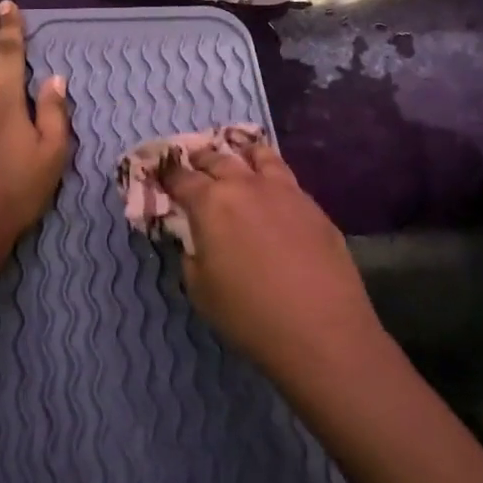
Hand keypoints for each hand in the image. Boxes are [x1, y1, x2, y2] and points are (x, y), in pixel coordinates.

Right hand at [156, 140, 383, 382]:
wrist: (322, 329)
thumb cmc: (249, 314)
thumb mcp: (200, 289)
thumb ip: (190, 252)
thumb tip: (193, 236)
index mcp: (211, 203)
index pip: (181, 178)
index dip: (167, 175)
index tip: (160, 174)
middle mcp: (246, 185)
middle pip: (218, 159)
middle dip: (201, 159)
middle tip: (193, 163)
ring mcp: (284, 190)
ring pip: (258, 155)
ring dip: (240, 154)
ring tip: (237, 156)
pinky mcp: (313, 205)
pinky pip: (285, 176)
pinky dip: (270, 172)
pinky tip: (271, 188)